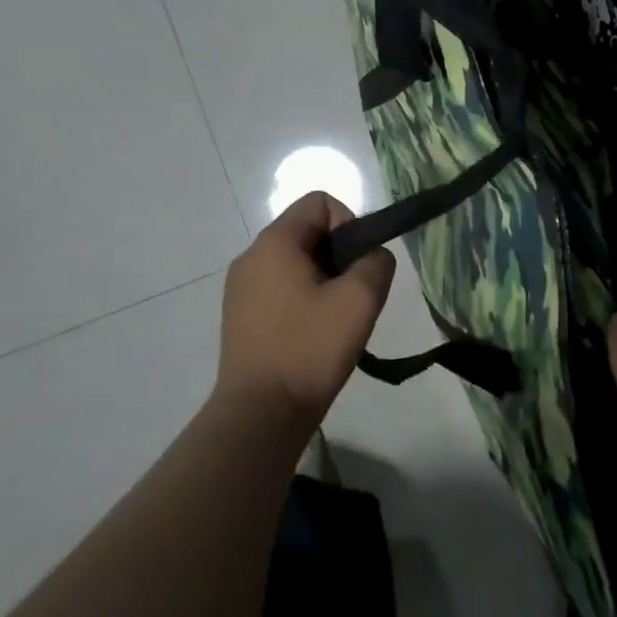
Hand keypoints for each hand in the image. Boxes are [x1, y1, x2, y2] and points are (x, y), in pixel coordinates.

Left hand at [216, 191, 396, 431]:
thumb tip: (372, 256)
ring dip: (322, 281)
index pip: (320, 201)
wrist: (259, 415)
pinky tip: (312, 337)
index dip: (349, 223)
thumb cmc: (309, 349)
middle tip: (352, 297)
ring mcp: (240, 288)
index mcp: (274, 242)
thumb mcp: (359, 300)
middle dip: (338, 256)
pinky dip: (302, 301)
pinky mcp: (240, 317)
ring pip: (295, 263)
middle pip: (307, 232)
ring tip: (334, 321)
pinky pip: (279, 289)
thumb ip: (376, 263)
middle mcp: (251, 256)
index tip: (358, 265)